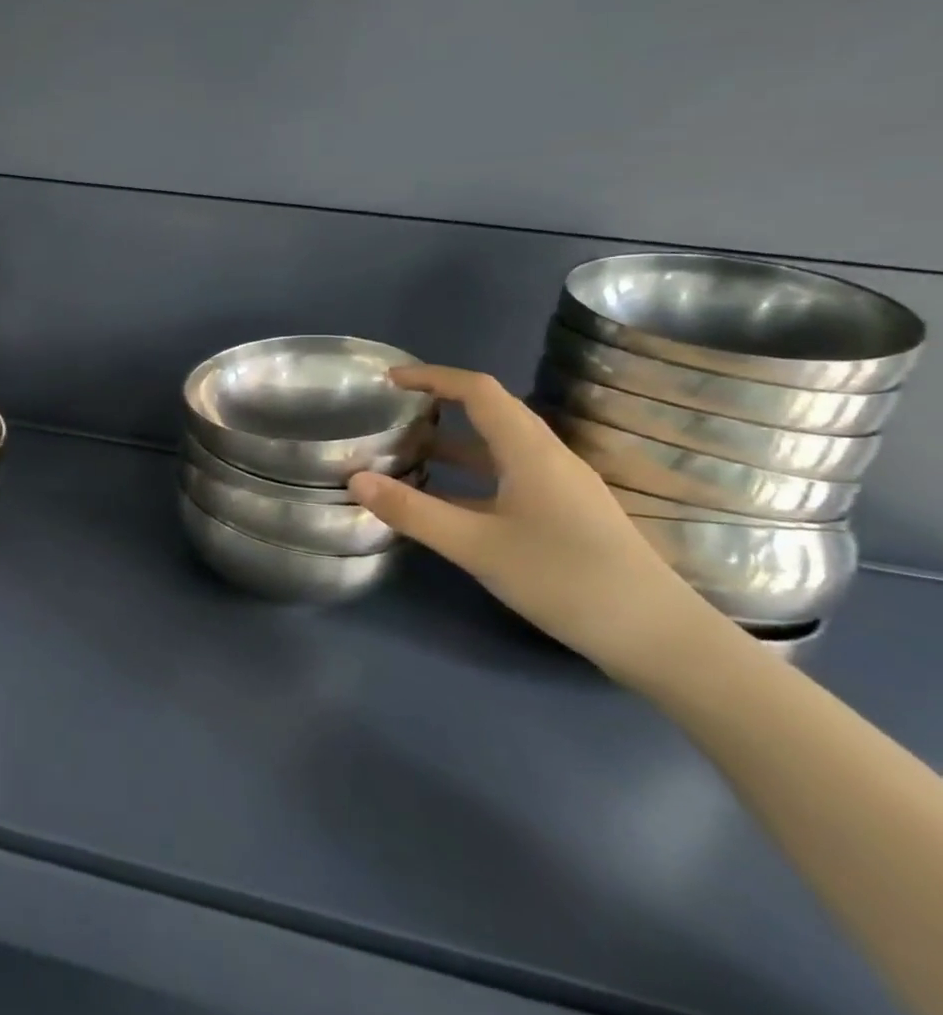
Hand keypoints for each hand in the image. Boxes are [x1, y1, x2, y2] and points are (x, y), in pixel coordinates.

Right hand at [346, 366, 721, 675]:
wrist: (659, 638)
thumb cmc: (566, 579)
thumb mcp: (476, 546)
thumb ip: (413, 511)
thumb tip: (354, 478)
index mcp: (530, 452)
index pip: (478, 390)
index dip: (432, 377)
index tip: (389, 379)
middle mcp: (548, 459)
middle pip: (490, 413)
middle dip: (439, 405)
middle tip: (390, 413)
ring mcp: (560, 488)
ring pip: (497, 448)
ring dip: (452, 443)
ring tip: (405, 451)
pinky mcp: (564, 515)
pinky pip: (506, 477)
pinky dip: (468, 476)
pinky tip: (443, 500)